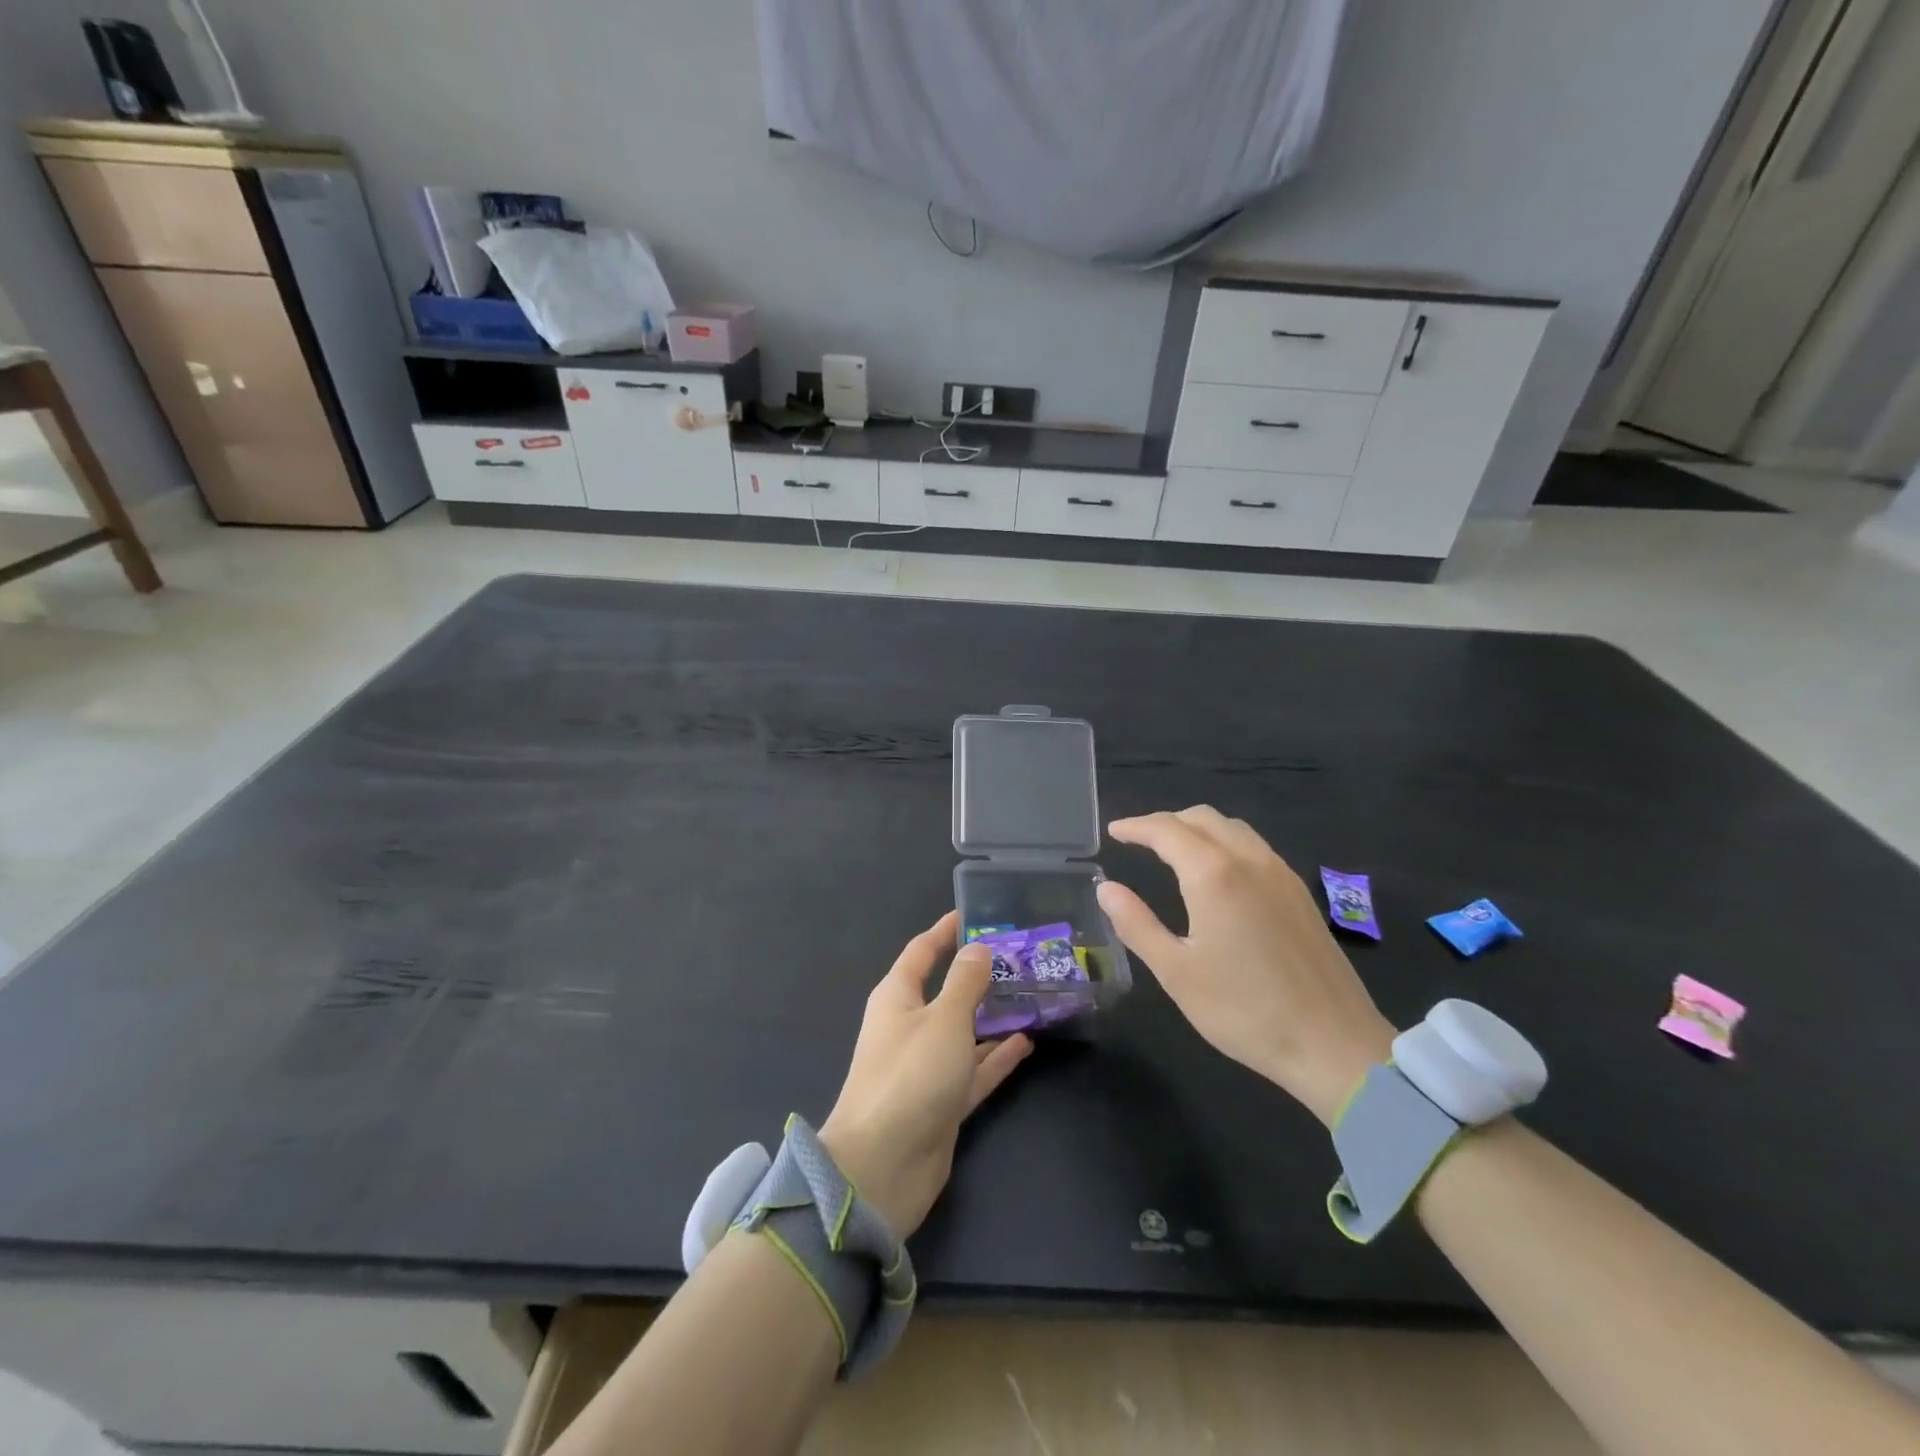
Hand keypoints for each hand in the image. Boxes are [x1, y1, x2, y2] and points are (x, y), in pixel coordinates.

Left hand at [819, 912, 1032, 1236]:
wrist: (882, 1167)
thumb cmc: (910, 1076)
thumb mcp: (944, 1019)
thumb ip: (965, 982)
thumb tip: (979, 947)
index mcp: (897, 998)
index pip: (922, 952)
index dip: (945, 932)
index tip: (974, 914)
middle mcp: (910, 1027)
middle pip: (947, 992)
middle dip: (979, 975)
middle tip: (1021, 957)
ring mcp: (927, 1067)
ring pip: (965, 1031)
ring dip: (994, 1016)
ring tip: (1032, 995)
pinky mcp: (943, 1101)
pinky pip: (974, 1070)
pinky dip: (997, 1056)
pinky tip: (1028, 1042)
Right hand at [1096, 807, 1395, 1125]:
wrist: (1333, 1044)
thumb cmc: (1244, 1011)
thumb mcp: (1176, 972)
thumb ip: (1136, 924)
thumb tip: (1106, 888)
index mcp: (1214, 875)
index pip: (1166, 830)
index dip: (1135, 826)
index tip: (1113, 832)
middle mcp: (1250, 860)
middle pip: (1202, 818)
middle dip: (1165, 822)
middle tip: (1137, 839)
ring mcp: (1281, 874)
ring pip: (1232, 828)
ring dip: (1197, 828)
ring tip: (1172, 849)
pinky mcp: (1299, 893)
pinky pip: (1254, 846)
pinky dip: (1224, 842)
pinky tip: (1217, 872)